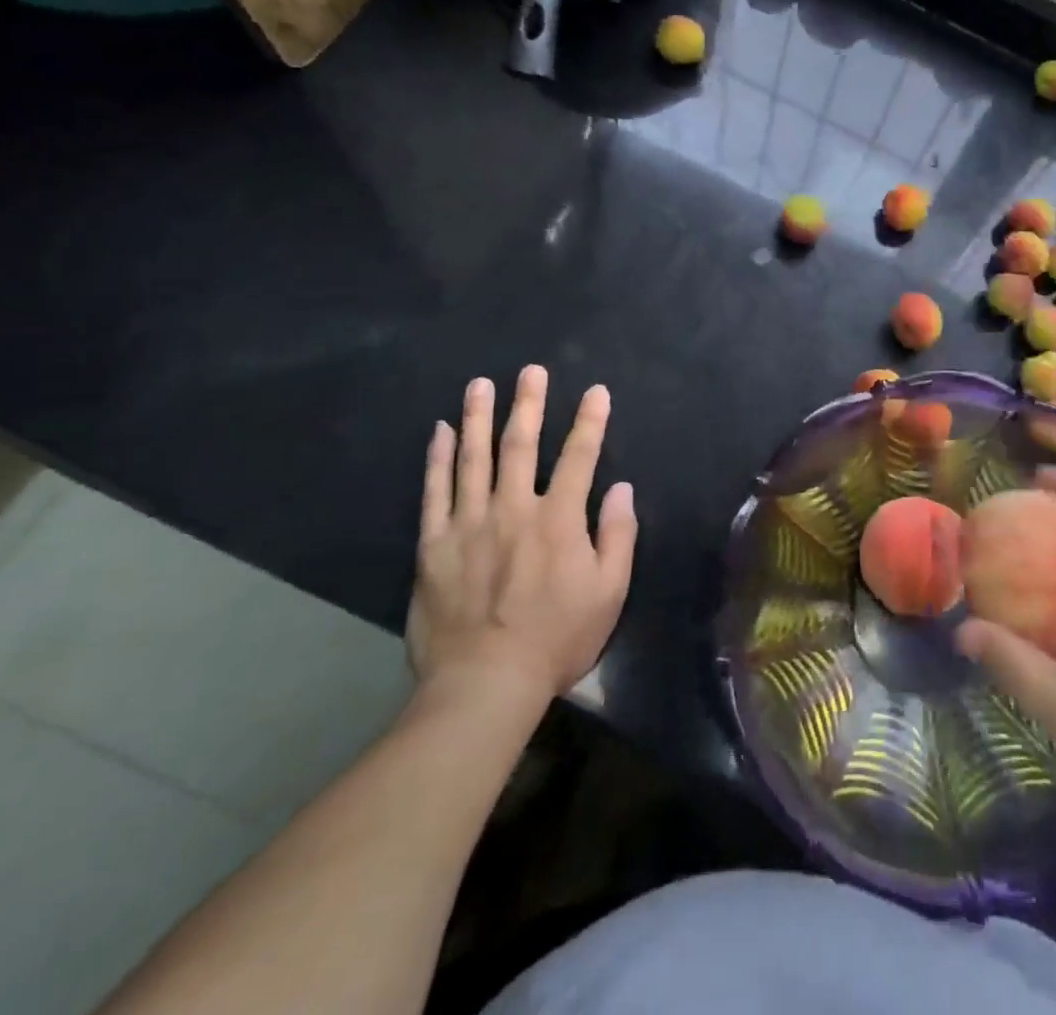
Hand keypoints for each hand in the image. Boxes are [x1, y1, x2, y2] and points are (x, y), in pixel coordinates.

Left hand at [407, 367, 636, 723]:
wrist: (485, 684)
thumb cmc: (557, 639)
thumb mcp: (610, 591)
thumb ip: (618, 535)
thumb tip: (621, 488)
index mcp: (560, 520)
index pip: (580, 457)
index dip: (590, 421)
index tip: (595, 391)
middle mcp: (514, 509)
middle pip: (522, 445)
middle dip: (529, 404)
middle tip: (531, 370)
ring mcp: (469, 524)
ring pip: (475, 459)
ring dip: (480, 417)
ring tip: (481, 384)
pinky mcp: (434, 545)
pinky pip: (435, 492)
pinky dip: (439, 459)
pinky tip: (442, 432)